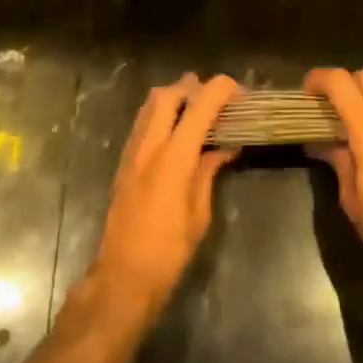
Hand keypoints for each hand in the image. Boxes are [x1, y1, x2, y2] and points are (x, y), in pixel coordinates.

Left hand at [91, 74, 240, 319]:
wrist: (123, 276)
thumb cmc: (170, 250)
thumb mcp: (199, 213)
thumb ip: (209, 171)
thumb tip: (226, 146)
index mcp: (174, 158)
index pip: (199, 106)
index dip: (221, 90)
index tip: (239, 91)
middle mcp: (150, 146)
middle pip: (168, 93)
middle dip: (193, 87)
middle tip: (216, 99)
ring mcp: (132, 151)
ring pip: (150, 104)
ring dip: (175, 97)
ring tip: (197, 110)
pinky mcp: (123, 162)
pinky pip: (143, 122)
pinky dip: (161, 114)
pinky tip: (177, 132)